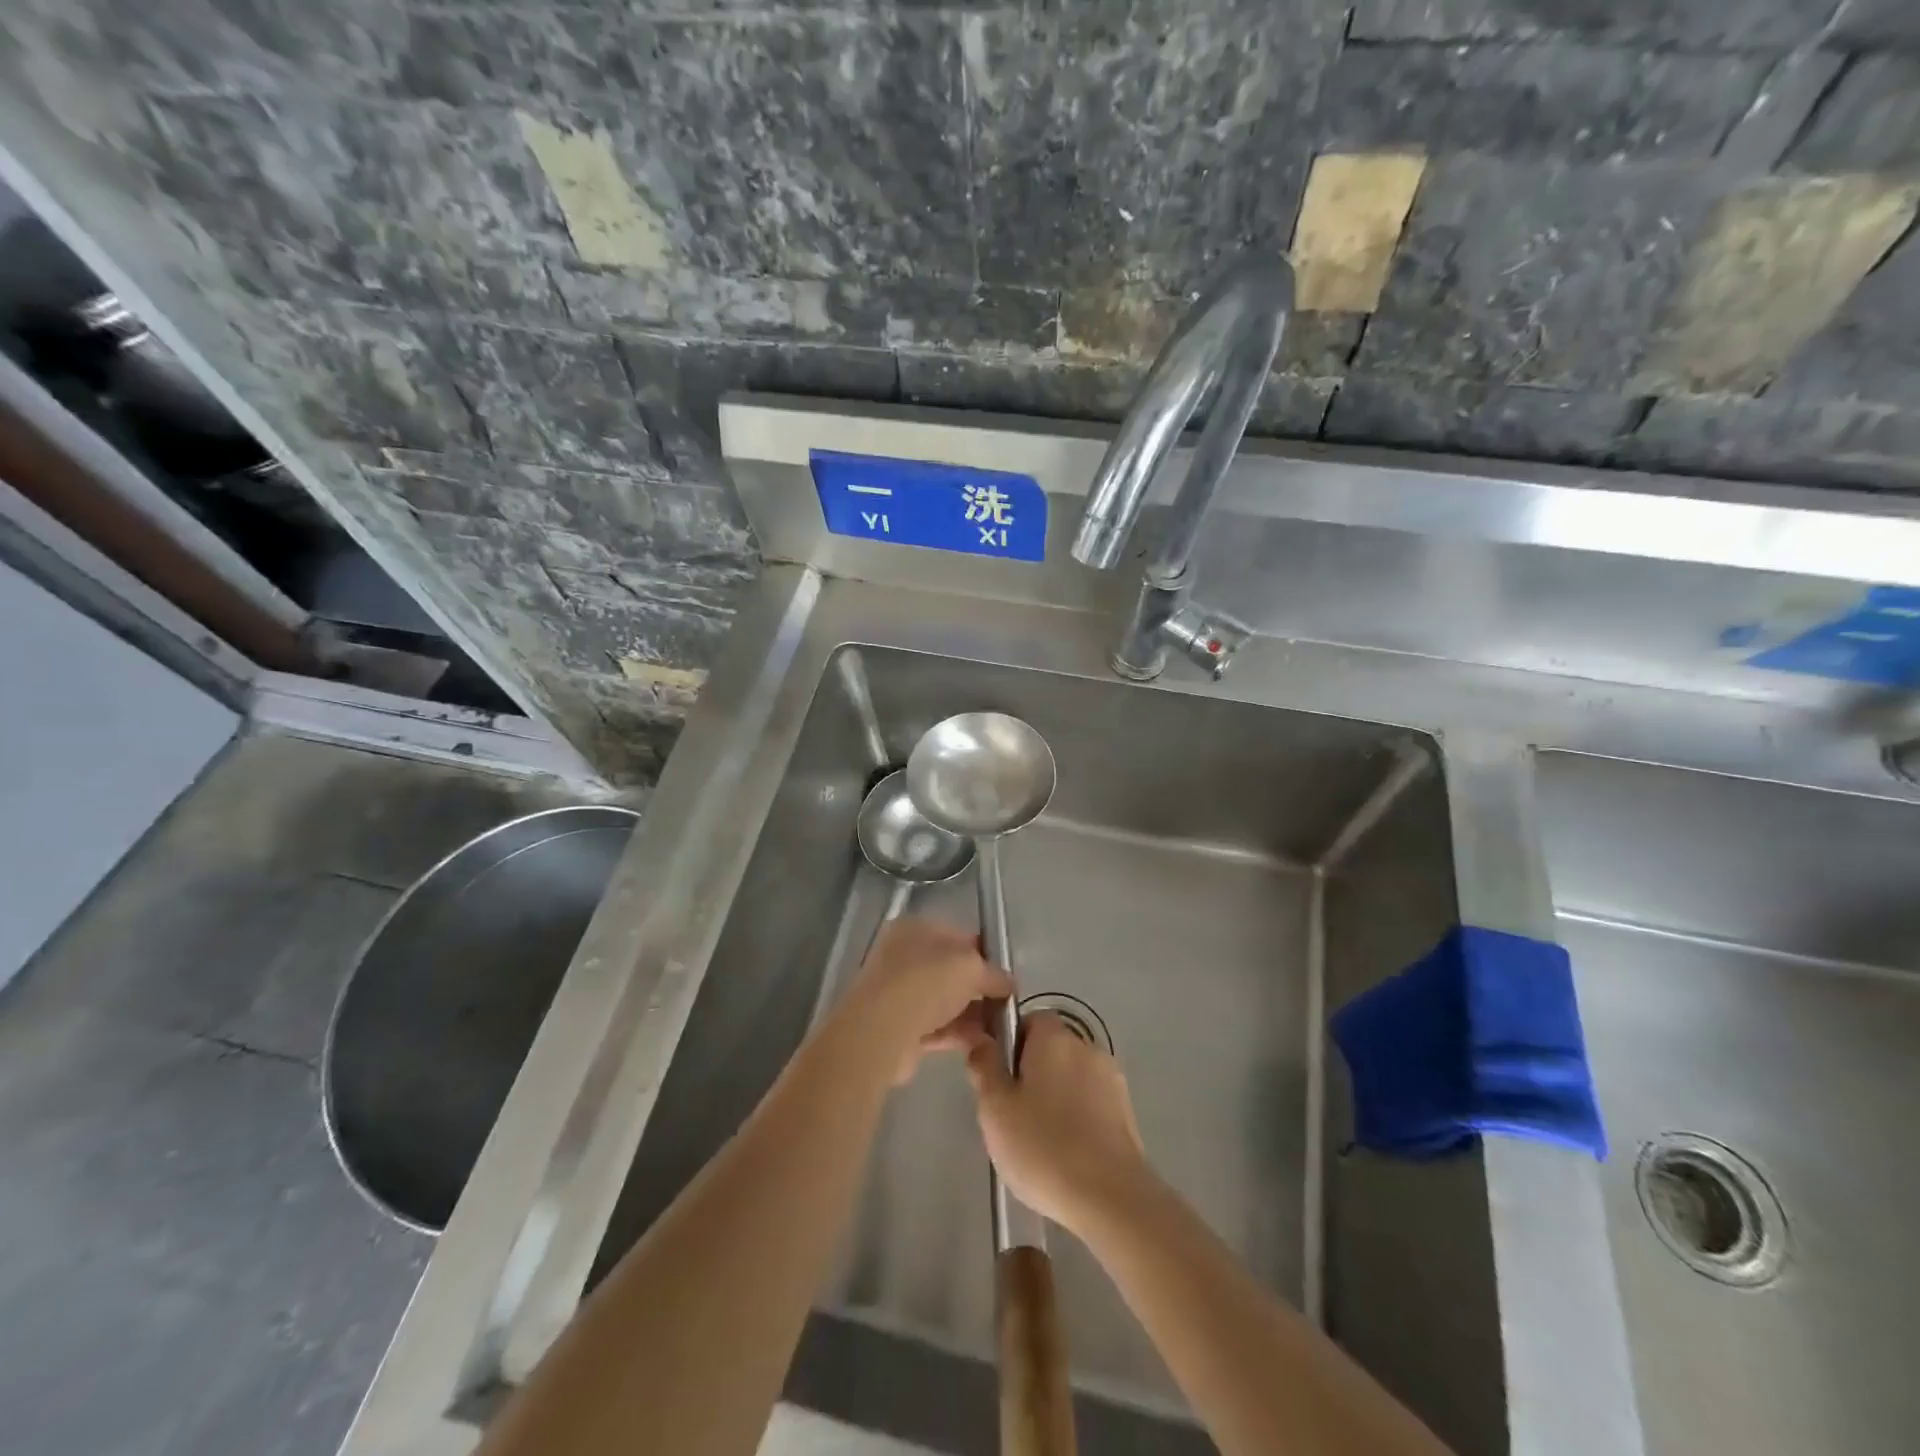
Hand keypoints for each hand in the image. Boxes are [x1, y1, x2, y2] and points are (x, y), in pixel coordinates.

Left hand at [833, 917, 1013, 1083]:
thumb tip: (1009, 984)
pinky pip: (935, 1027)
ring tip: (999, 1029)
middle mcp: (902, 956)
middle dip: (979, 989)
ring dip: (971, 1015)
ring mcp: (897, 992)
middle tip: (1004, 1005)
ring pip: (943, 1001)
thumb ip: (994, 973)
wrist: (882, 1030)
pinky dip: (957, 1034)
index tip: (1005, 975)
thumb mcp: (971, 967)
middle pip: (950, 971)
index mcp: (915, 928)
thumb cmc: (926, 982)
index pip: (957, 935)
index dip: (984, 953)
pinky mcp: (897, 1027)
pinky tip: (982, 1044)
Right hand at [963, 1012, 1153, 1236]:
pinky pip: (1091, 1103)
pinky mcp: (1127, 1112)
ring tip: (1040, 1141)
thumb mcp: (995, 1108)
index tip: (999, 1081)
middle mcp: (1087, 1047)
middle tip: (1012, 1115)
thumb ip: (984, 1066)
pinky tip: (1067, 1154)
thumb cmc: (1043, 1146)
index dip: (1010, 1045)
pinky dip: (1078, 1118)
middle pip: (1051, 1049)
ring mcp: (1112, 1079)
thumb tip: (981, 1040)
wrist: (1111, 1198)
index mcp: (1054, 1037)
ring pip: (1072, 1078)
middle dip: (1032, 1074)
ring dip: (1056, 1097)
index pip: (1029, 1019)